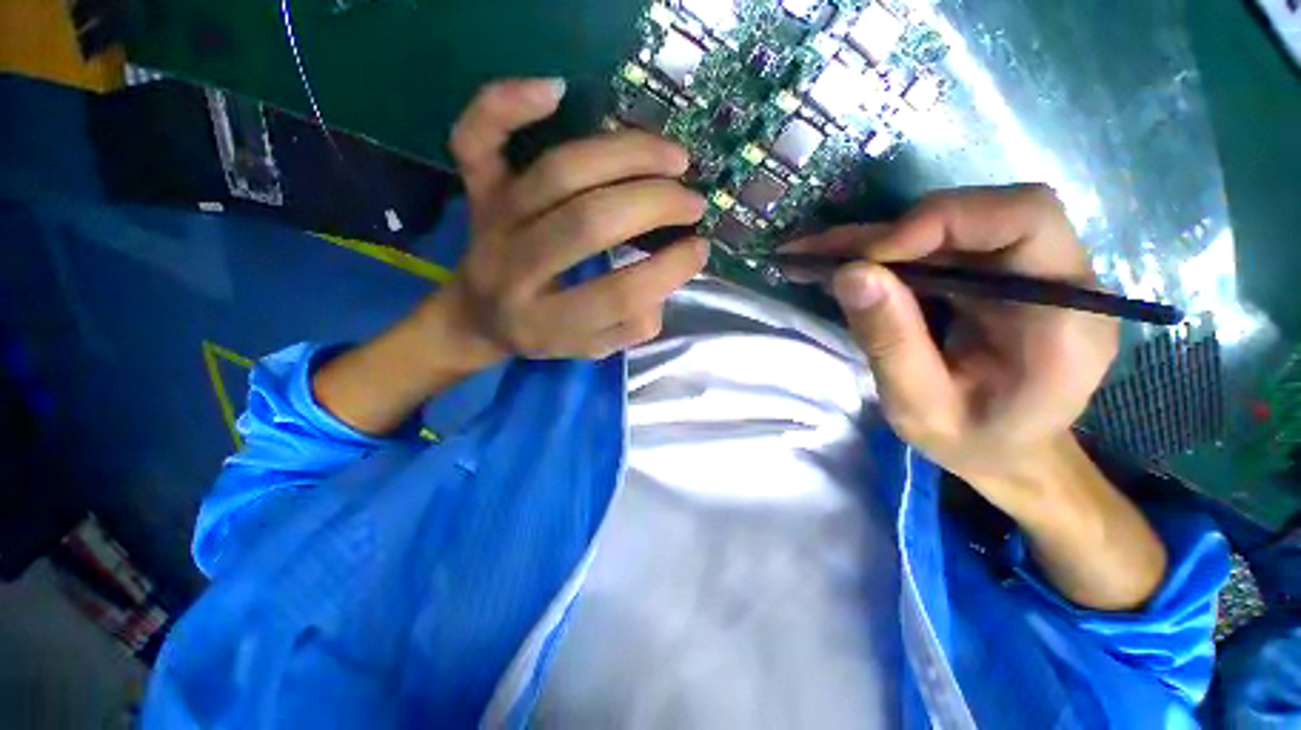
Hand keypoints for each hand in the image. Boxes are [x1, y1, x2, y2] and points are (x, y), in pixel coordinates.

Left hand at [437, 78, 708, 363]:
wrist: (476, 318)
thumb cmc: (544, 334)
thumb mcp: (594, 348)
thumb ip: (633, 326)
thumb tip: (667, 275)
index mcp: (547, 324)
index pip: (617, 295)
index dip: (668, 270)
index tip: (700, 248)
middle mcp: (515, 272)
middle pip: (589, 223)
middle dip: (655, 205)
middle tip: (693, 201)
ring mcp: (491, 224)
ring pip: (558, 173)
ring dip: (626, 155)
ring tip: (674, 157)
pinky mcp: (476, 191)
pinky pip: (475, 138)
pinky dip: (507, 103)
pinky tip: (556, 91)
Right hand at [798, 185, 1118, 515]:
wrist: (1006, 452)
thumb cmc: (973, 442)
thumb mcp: (920, 408)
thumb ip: (890, 343)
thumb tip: (849, 273)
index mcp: (1064, 316)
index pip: (1025, 218)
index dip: (942, 220)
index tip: (867, 258)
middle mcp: (1054, 276)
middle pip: (976, 213)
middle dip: (888, 234)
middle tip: (820, 257)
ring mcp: (1020, 271)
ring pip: (945, 225)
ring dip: (874, 241)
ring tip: (812, 258)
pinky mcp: (988, 274)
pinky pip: (933, 246)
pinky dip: (880, 253)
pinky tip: (837, 264)